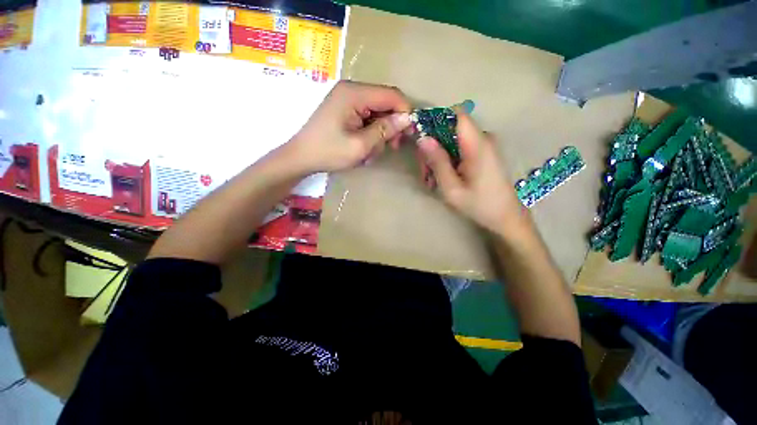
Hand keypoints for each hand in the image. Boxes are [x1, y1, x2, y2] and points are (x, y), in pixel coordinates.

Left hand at [285, 80, 412, 172]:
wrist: (301, 157)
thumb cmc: (328, 152)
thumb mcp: (360, 145)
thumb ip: (385, 130)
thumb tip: (407, 119)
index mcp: (354, 93)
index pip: (391, 95)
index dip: (404, 112)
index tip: (409, 133)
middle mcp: (351, 90)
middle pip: (384, 102)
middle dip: (391, 125)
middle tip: (392, 146)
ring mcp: (347, 99)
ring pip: (377, 112)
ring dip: (380, 132)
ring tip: (372, 151)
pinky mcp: (345, 109)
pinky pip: (367, 117)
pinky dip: (370, 133)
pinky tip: (365, 147)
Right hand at [417, 112, 527, 235]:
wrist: (506, 217)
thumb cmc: (479, 205)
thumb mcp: (452, 188)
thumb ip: (438, 162)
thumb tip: (423, 139)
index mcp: (478, 145)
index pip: (457, 114)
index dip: (436, 120)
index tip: (421, 136)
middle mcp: (483, 139)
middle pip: (450, 130)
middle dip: (432, 147)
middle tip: (424, 172)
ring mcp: (483, 146)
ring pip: (451, 141)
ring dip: (437, 157)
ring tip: (431, 180)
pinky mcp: (482, 154)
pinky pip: (459, 149)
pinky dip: (446, 161)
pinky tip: (441, 178)